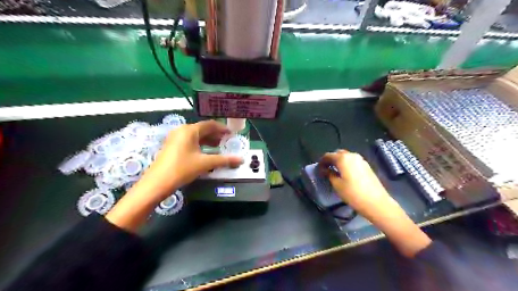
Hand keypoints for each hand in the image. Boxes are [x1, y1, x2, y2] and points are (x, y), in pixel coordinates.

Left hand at [106, 120, 243, 231]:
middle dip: (216, 135)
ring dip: (208, 141)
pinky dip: (200, 145)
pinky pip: (190, 141)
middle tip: (227, 142)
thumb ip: (224, 160)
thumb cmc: (182, 169)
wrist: (157, 183)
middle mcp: (182, 130)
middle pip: (203, 129)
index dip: (223, 129)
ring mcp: (175, 138)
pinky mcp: (172, 146)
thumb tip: (241, 160)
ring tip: (219, 147)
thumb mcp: (205, 164)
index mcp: (190, 130)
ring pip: (196, 136)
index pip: (210, 124)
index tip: (232, 134)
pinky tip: (206, 153)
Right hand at [318, 150, 394, 212]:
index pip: (328, 155)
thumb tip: (326, 170)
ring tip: (335, 171)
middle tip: (326, 169)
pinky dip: (347, 164)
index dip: (321, 162)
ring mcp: (361, 160)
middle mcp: (352, 155)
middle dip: (331, 159)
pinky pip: (353, 161)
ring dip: (339, 161)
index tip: (318, 169)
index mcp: (343, 158)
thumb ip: (330, 174)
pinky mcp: (367, 166)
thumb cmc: (353, 193)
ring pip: (346, 156)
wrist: (376, 203)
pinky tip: (345, 174)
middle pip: (338, 153)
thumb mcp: (337, 185)